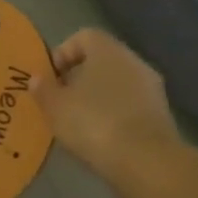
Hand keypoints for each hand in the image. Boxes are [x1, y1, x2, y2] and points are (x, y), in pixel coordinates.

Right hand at [35, 28, 182, 182]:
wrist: (145, 161)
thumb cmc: (93, 123)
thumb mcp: (55, 107)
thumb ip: (43, 89)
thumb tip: (37, 78)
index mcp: (108, 50)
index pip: (83, 36)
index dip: (63, 53)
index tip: (50, 78)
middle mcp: (133, 61)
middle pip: (101, 60)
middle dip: (79, 77)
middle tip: (60, 101)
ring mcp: (151, 88)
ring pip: (117, 84)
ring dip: (97, 97)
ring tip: (78, 122)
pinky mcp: (161, 114)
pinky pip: (130, 105)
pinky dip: (114, 115)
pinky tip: (100, 137)